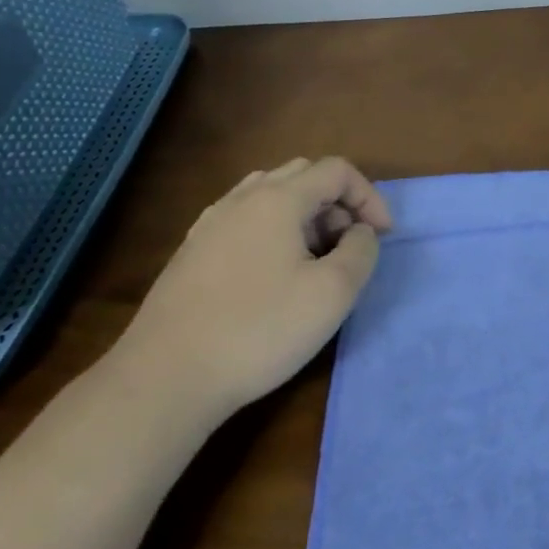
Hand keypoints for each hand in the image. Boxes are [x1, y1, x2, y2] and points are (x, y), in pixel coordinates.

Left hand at [110, 156, 392, 421]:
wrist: (166, 377)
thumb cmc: (260, 330)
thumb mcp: (333, 293)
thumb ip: (360, 251)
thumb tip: (359, 232)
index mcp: (278, 199)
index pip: (336, 171)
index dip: (369, 197)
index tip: (382, 237)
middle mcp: (241, 199)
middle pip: (303, 175)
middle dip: (337, 202)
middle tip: (349, 245)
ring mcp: (210, 224)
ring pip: (270, 196)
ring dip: (305, 215)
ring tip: (315, 258)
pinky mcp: (191, 252)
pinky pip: (244, 220)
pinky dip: (273, 231)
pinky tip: (273, 274)